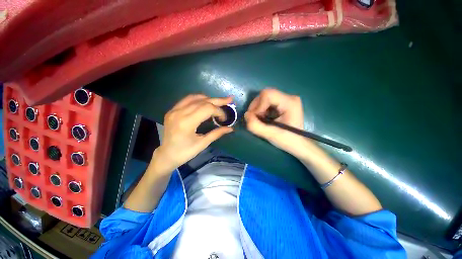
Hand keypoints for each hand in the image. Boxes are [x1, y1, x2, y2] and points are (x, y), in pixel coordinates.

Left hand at [153, 94, 233, 171]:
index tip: (224, 119)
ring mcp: (174, 110)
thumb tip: (230, 129)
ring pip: (195, 98)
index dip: (219, 111)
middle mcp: (179, 113)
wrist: (166, 155)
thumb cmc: (185, 152)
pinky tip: (205, 102)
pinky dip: (199, 99)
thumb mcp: (203, 144)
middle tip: (229, 100)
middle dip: (218, 101)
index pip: (207, 109)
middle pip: (203, 101)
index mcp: (187, 123)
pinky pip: (187, 100)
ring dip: (209, 98)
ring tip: (219, 101)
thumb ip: (217, 133)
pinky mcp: (172, 110)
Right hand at [245, 88, 311, 156]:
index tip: (256, 118)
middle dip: (256, 107)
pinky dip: (261, 109)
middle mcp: (289, 97)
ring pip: (264, 97)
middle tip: (255, 119)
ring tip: (260, 119)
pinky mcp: (283, 102)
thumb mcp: (270, 135)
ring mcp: (286, 99)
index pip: (267, 95)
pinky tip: (264, 117)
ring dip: (258, 108)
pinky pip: (267, 101)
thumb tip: (246, 115)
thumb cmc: (287, 140)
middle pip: (265, 94)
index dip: (257, 106)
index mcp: (290, 103)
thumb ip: (255, 126)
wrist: (298, 144)